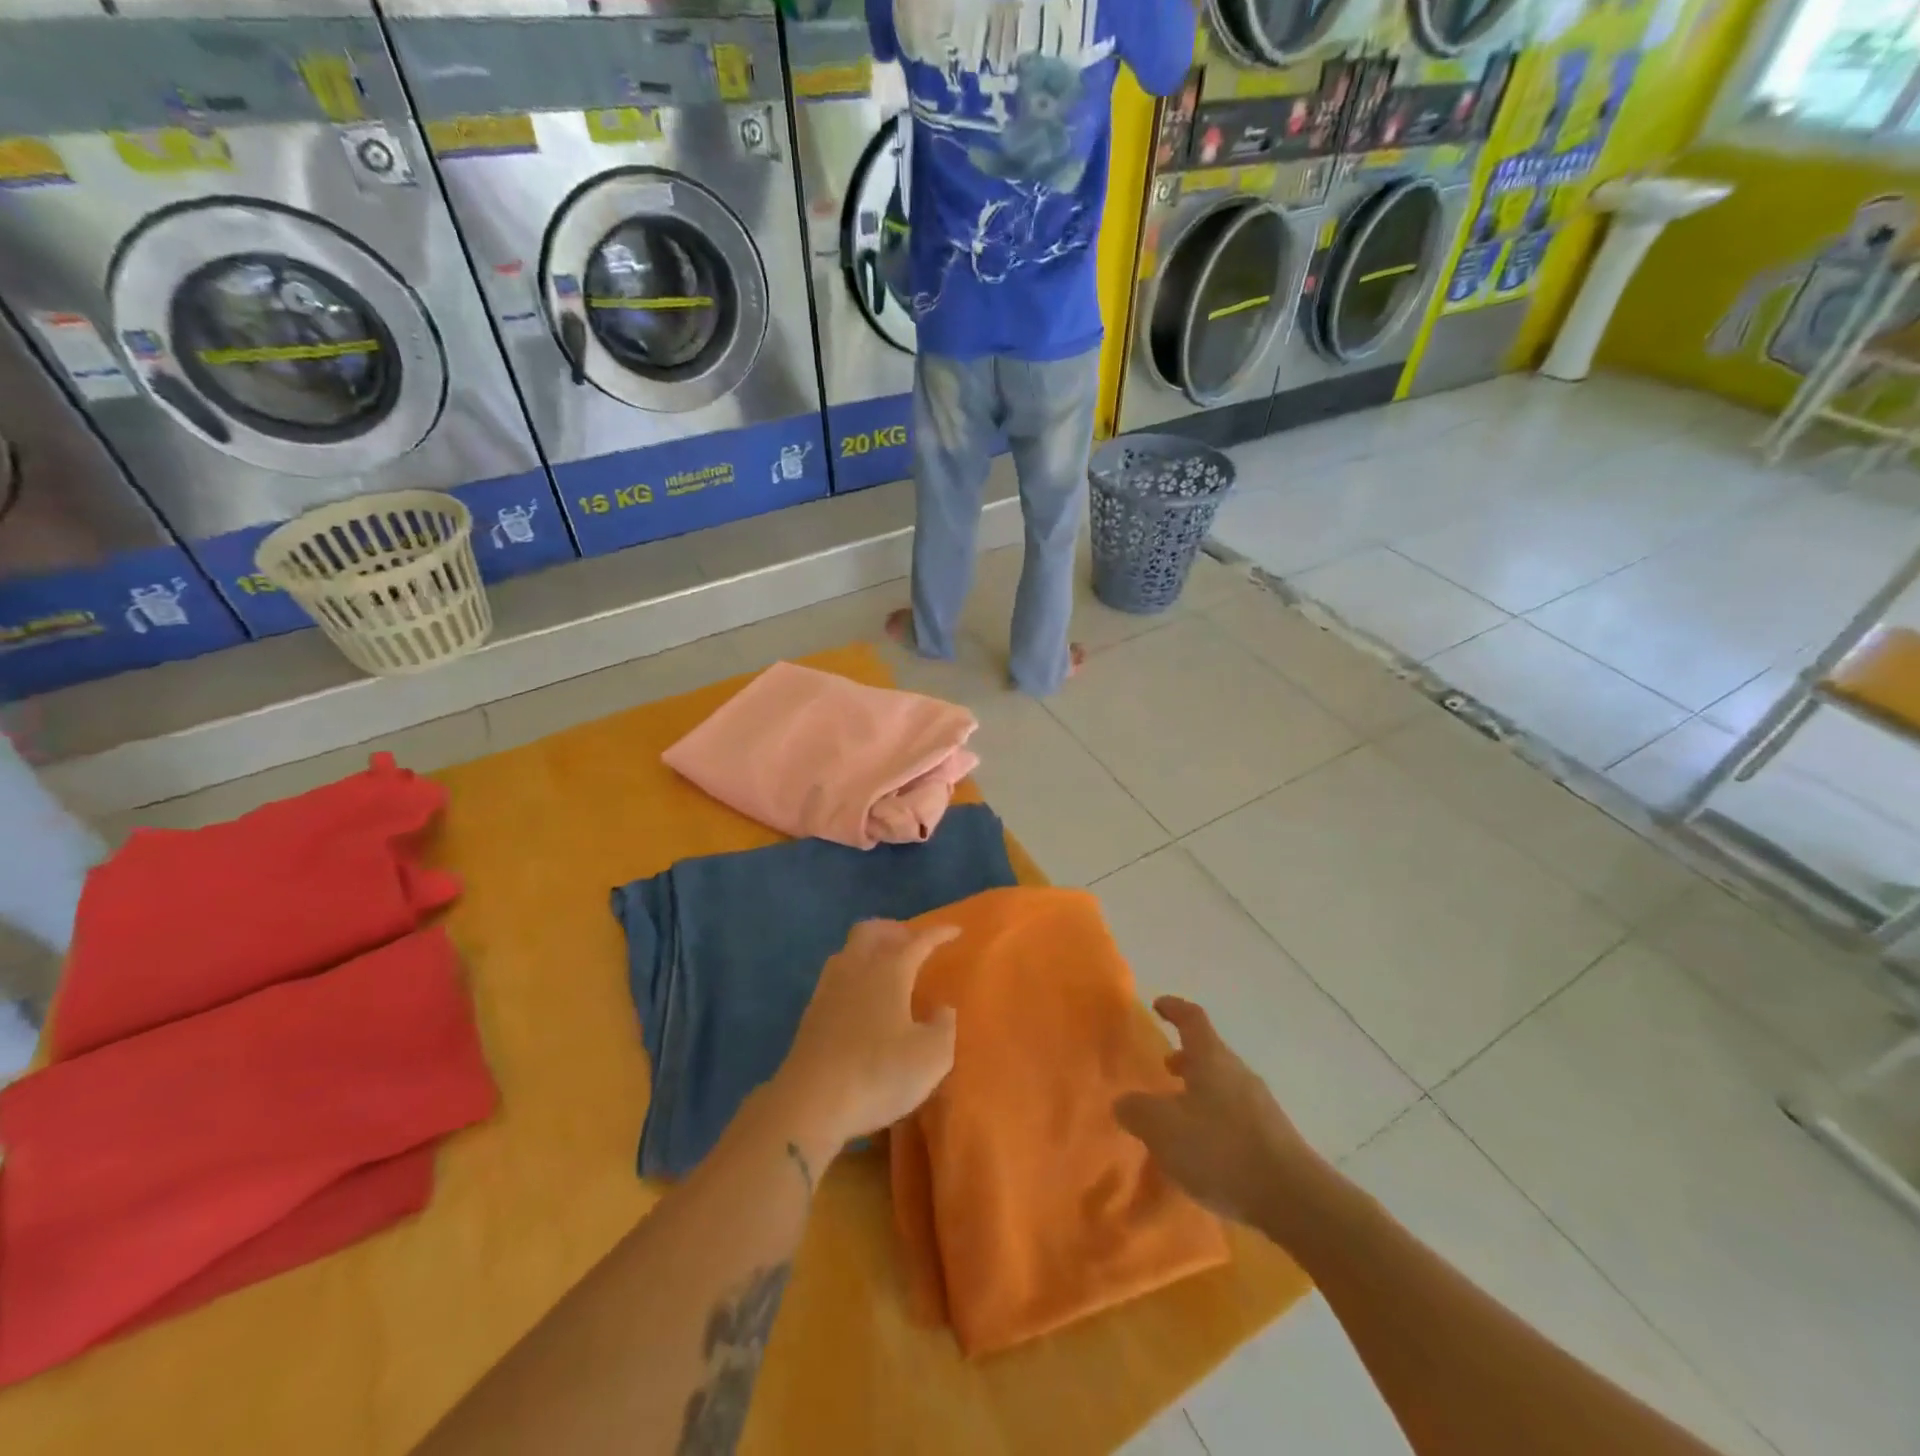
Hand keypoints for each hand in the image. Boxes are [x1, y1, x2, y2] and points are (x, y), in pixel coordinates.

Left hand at [770, 920, 960, 1153]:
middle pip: (871, 931)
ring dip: (869, 949)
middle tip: (911, 942)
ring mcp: (829, 989)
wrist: (810, 1103)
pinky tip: (861, 998)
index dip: (939, 933)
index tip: (955, 930)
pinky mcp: (812, 1013)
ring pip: (848, 951)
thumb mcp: (931, 1057)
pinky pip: (836, 976)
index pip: (919, 942)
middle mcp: (856, 969)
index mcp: (889, 972)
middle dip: (893, 930)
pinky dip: (854, 974)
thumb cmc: (878, 1074)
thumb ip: (944, 1027)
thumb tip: (942, 1009)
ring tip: (886, 967)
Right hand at [1116, 996, 1317, 1227]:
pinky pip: (1235, 1116)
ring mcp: (1260, 1106)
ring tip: (1178, 1113)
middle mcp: (1238, 1074)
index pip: (1192, 1019)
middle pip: (1209, 1053)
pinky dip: (1214, 1119)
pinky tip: (1204, 1150)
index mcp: (1212, 1059)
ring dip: (1199, 1091)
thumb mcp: (1162, 1129)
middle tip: (1164, 1067)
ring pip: (1222, 1085)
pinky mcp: (1273, 1138)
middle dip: (1185, 1057)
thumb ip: (1137, 1110)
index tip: (1158, 1005)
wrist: (1294, 1201)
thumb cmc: (1221, 1150)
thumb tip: (1124, 1102)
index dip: (1174, 1008)